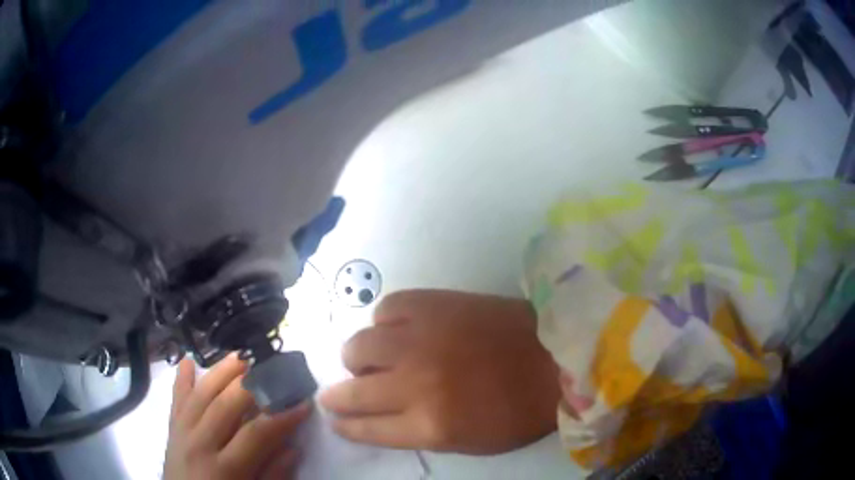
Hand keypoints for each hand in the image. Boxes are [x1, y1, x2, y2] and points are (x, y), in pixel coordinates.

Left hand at [164, 355, 310, 479]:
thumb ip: (272, 475)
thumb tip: (292, 448)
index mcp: (224, 468)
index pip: (255, 435)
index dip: (280, 417)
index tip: (303, 403)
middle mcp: (199, 444)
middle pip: (224, 406)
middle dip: (250, 385)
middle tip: (272, 369)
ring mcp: (181, 433)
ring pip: (200, 395)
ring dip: (220, 372)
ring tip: (240, 355)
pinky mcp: (171, 428)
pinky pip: (176, 399)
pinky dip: (181, 379)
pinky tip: (188, 360)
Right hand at [320, 289, 560, 454]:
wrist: (555, 356)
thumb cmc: (517, 410)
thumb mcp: (467, 441)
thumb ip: (417, 431)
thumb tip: (380, 417)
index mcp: (429, 425)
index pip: (366, 429)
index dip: (345, 425)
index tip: (334, 419)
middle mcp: (415, 382)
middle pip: (352, 391)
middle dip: (337, 397)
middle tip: (340, 394)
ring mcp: (421, 338)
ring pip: (358, 346)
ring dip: (358, 359)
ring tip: (372, 360)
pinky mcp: (433, 304)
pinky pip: (386, 309)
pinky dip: (385, 323)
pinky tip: (399, 330)